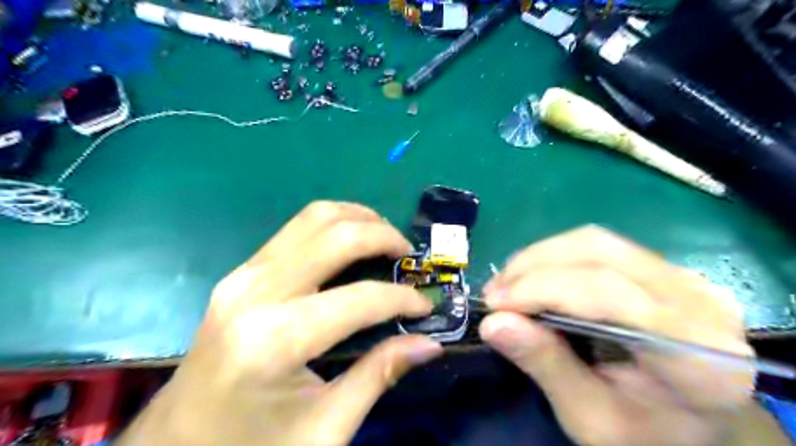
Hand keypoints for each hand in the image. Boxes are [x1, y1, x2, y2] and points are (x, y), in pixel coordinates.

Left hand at [117, 202, 440, 445]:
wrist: (175, 443)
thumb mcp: (325, 427)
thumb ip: (379, 375)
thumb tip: (429, 344)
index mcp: (275, 340)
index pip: (359, 299)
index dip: (401, 298)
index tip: (424, 305)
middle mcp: (256, 292)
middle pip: (335, 236)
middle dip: (383, 236)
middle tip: (408, 254)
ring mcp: (243, 275)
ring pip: (313, 218)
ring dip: (358, 218)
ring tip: (385, 236)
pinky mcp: (241, 271)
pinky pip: (296, 229)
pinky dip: (333, 224)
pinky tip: (351, 240)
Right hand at [478, 227, 780, 444]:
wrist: (698, 425)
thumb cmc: (647, 433)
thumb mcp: (590, 417)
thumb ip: (545, 365)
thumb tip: (492, 323)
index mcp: (696, 354)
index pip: (608, 294)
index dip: (542, 289)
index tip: (495, 304)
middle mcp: (700, 301)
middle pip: (600, 255)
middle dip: (534, 267)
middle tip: (495, 292)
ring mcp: (685, 278)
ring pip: (596, 242)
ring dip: (540, 257)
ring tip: (508, 283)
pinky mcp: (665, 268)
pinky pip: (601, 246)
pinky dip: (556, 257)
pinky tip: (534, 276)